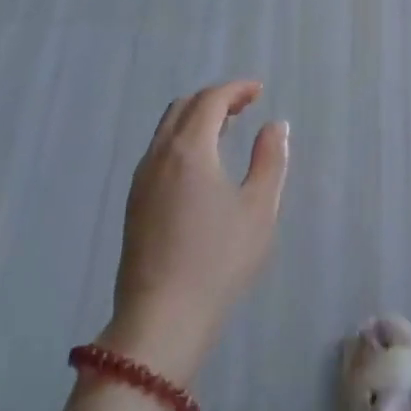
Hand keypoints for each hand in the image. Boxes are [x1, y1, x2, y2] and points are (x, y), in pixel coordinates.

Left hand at [101, 80, 288, 383]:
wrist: (160, 321)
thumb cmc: (218, 261)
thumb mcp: (259, 209)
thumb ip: (270, 160)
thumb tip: (275, 125)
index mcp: (189, 149)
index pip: (210, 100)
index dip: (236, 89)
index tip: (259, 91)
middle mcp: (159, 156)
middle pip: (183, 108)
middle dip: (215, 98)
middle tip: (245, 106)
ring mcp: (141, 181)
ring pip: (167, 129)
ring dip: (196, 118)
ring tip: (226, 130)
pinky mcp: (134, 204)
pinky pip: (159, 152)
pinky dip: (182, 140)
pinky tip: (202, 165)